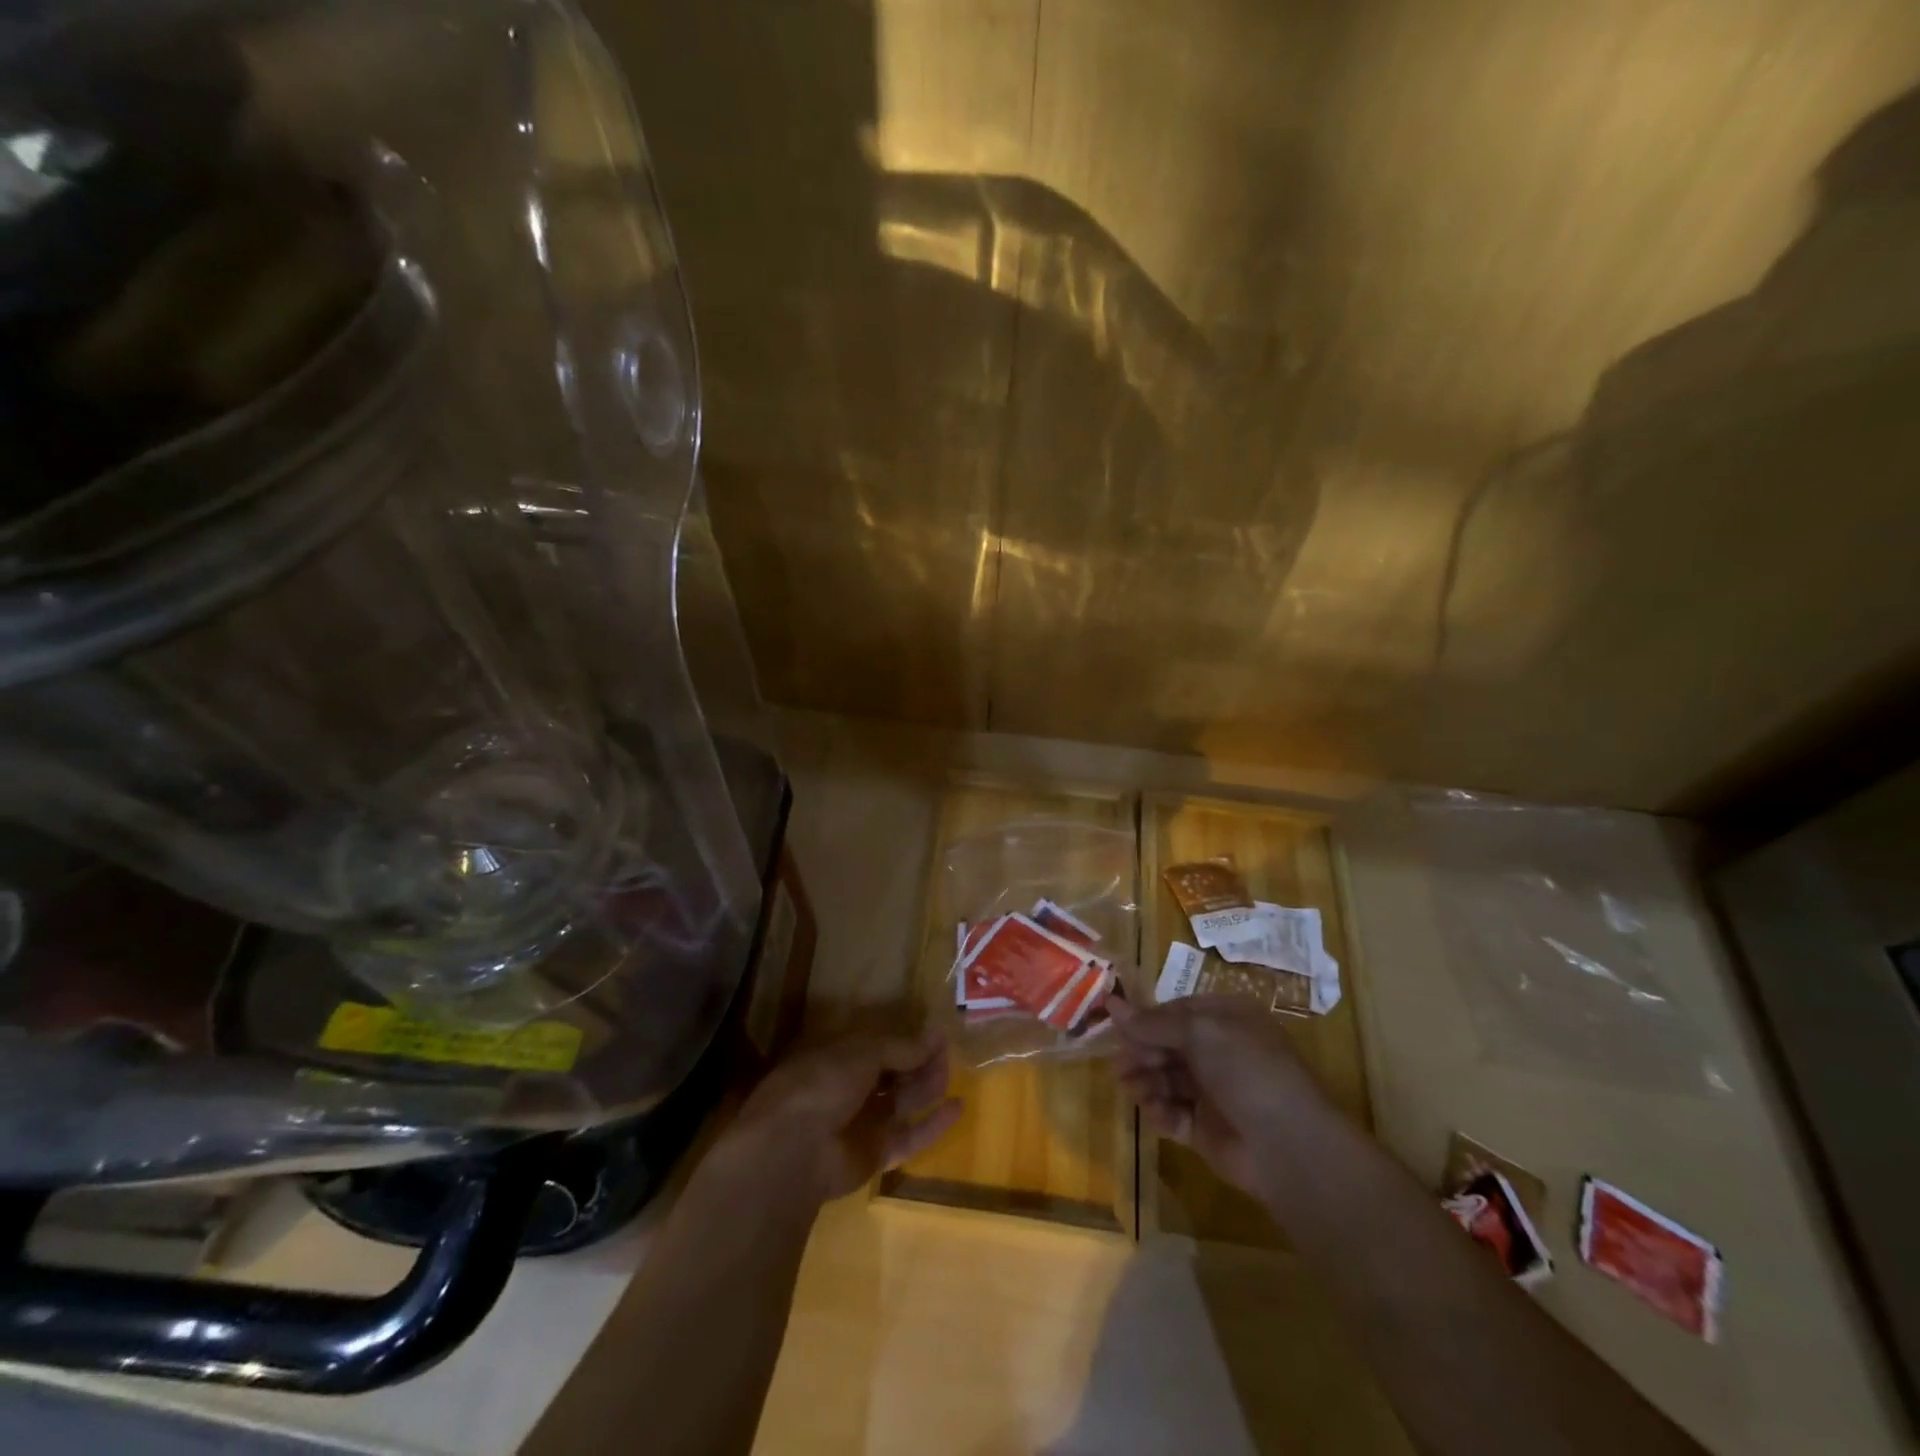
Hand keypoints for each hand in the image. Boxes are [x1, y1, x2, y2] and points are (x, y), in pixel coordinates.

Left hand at [724, 1029, 962, 1203]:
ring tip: (953, 1072)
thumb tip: (935, 1035)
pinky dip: (931, 1124)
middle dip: (919, 1061)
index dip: (904, 1038)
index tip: (934, 1032)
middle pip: (891, 1072)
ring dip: (927, 1086)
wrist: (792, 1152)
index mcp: (834, 1057)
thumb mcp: (862, 1052)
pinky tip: (957, 1108)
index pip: (875, 1044)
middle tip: (948, 1051)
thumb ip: (900, 1047)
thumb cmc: (821, 1084)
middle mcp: (846, 1088)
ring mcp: (859, 1123)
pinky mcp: (873, 1156)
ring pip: (901, 1101)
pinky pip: (907, 1136)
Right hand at [1110, 995, 1329, 1199]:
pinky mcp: (1206, 1129)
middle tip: (1119, 1065)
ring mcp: (1214, 1091)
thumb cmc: (1246, 1070)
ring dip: (1145, 1081)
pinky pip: (1174, 1113)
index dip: (1146, 1019)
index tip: (1115, 1026)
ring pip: (1166, 1079)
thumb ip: (1152, 1022)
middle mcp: (1220, 1052)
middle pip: (1168, 1046)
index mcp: (1226, 1020)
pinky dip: (1160, 1111)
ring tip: (1131, 1088)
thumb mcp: (1199, 1032)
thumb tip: (1112, 1003)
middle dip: (1141, 1053)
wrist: (1287, 1144)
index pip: (1176, 1012)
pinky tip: (1155, 1113)